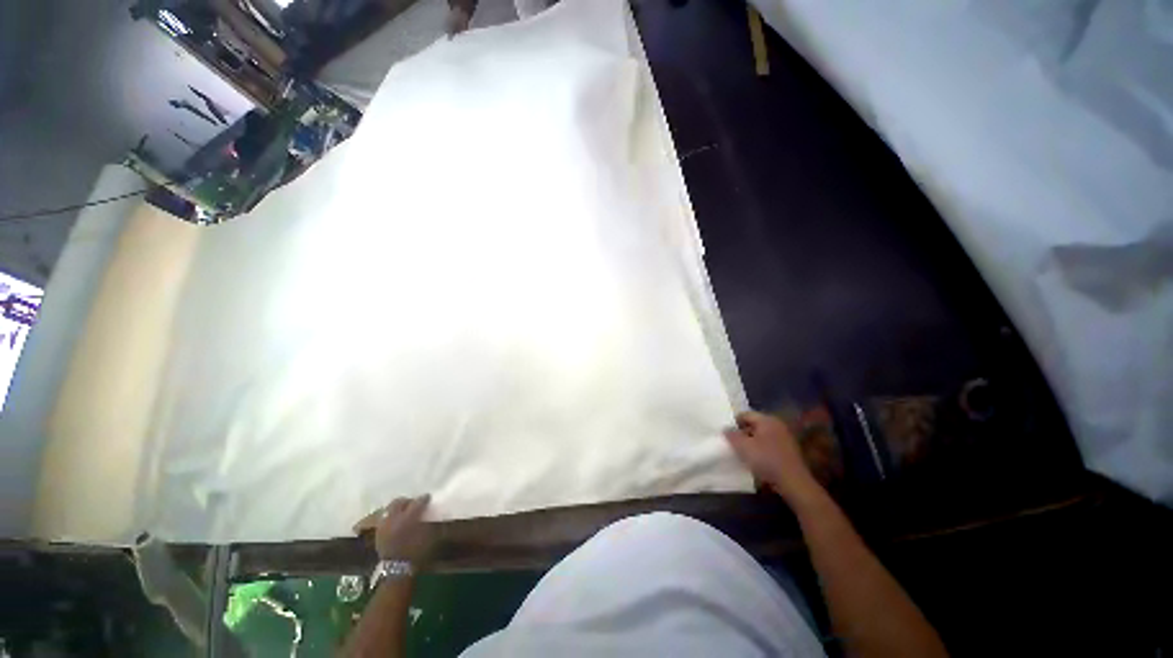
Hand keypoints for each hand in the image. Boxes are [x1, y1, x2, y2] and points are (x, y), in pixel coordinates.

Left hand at [354, 495, 433, 563]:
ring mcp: (384, 524)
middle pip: (399, 502)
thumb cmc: (415, 552)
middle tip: (414, 503)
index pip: (417, 502)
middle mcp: (394, 518)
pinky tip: (395, 520)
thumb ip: (426, 521)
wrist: (396, 569)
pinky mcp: (378, 531)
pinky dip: (390, 515)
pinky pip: (384, 517)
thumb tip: (428, 513)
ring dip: (397, 507)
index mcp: (408, 518)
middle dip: (407, 501)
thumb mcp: (426, 536)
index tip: (428, 497)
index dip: (423, 499)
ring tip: (403, 510)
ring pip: (389, 508)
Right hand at [724, 410, 820, 502]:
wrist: (793, 482)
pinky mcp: (789, 450)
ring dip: (752, 442)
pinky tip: (757, 460)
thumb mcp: (743, 447)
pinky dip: (761, 449)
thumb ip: (732, 435)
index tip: (726, 434)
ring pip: (762, 435)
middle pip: (754, 424)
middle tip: (733, 443)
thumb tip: (725, 428)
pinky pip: (770, 444)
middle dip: (742, 433)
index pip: (745, 415)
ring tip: (743, 452)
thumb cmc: (766, 460)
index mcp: (767, 420)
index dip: (734, 423)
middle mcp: (777, 425)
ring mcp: (785, 437)